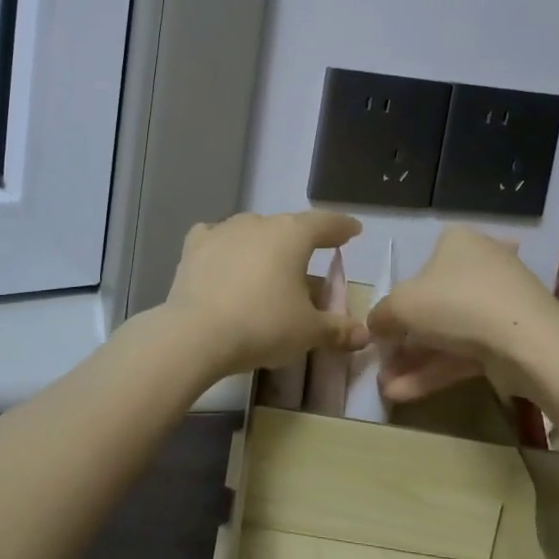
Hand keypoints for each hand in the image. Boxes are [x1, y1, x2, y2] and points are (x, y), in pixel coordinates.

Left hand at [160, 211, 368, 376]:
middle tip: (309, 267)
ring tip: (269, 272)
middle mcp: (258, 223)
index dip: (341, 227)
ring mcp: (223, 230)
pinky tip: (225, 261)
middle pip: (288, 229)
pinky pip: (217, 240)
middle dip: (301, 246)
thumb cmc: (263, 325)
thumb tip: (364, 335)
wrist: (196, 334)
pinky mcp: (194, 247)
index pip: (325, 223)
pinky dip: (227, 249)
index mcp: (292, 235)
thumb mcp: (308, 332)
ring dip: (264, 248)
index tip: (352, 230)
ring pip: (253, 233)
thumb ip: (337, 329)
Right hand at [367, 227, 558, 401]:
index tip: (382, 330)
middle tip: (383, 365)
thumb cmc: (455, 303)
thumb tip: (375, 326)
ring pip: (448, 333)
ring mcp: (499, 304)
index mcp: (456, 243)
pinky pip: (466, 352)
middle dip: (404, 341)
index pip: (420, 268)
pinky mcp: (511, 338)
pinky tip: (405, 394)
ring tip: (386, 389)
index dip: (397, 301)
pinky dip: (436, 371)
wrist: (527, 341)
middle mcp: (481, 266)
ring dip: (415, 362)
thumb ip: (381, 314)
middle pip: (433, 305)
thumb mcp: (401, 305)